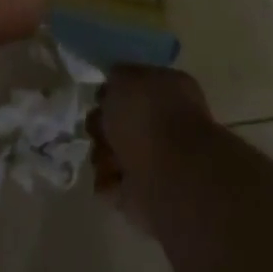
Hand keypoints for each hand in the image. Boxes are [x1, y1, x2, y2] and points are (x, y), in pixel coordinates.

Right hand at [90, 65, 214, 236]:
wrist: (171, 174)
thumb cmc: (148, 117)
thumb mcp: (125, 77)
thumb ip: (116, 76)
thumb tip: (112, 89)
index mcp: (168, 92)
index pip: (133, 88)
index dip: (111, 92)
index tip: (101, 98)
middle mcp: (164, 126)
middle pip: (116, 122)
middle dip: (101, 125)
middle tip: (102, 129)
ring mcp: (155, 162)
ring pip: (109, 152)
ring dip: (102, 154)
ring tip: (112, 157)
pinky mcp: (142, 195)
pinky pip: (110, 184)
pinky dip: (107, 181)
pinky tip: (115, 176)